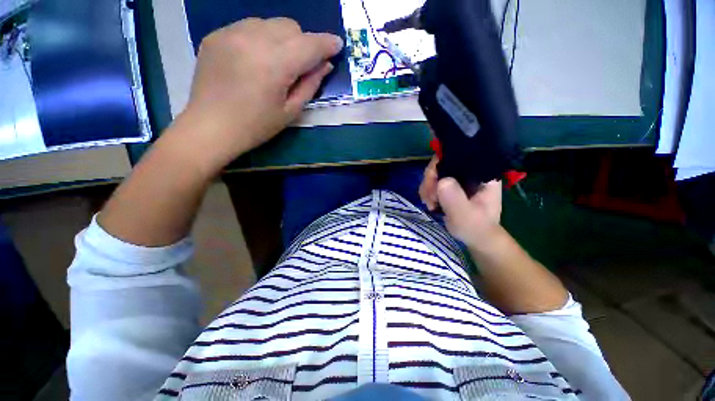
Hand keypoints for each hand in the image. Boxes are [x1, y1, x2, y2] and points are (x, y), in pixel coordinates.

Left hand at [174, 18, 343, 172]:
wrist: (210, 127)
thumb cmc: (256, 126)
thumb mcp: (291, 111)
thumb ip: (310, 84)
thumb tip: (325, 65)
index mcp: (275, 64)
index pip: (309, 44)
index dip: (327, 43)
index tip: (337, 45)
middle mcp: (253, 38)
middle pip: (291, 26)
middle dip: (303, 43)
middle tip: (301, 65)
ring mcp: (231, 32)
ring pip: (269, 23)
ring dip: (282, 39)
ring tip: (276, 63)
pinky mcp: (216, 34)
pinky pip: (249, 26)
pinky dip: (261, 38)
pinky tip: (255, 59)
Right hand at [419, 156, 502, 248]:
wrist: (475, 238)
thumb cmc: (476, 227)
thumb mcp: (466, 215)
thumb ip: (455, 199)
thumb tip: (441, 181)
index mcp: (481, 173)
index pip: (459, 155)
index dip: (441, 164)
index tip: (433, 182)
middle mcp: (468, 171)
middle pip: (441, 163)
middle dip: (431, 180)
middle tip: (430, 198)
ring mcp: (457, 178)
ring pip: (434, 173)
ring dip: (427, 188)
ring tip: (431, 204)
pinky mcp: (448, 186)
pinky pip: (431, 182)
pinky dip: (426, 192)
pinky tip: (430, 203)